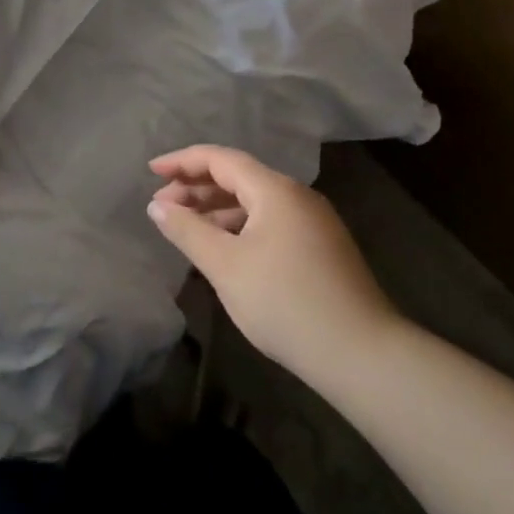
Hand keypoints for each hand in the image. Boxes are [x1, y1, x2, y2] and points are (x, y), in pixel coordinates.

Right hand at [147, 145, 402, 387]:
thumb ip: (188, 230)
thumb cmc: (285, 303)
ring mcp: (313, 222)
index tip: (151, 172)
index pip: (220, 159)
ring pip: (255, 202)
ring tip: (185, 227)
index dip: (182, 162)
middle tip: (161, 206)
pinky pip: (270, 222)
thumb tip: (157, 206)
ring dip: (216, 208)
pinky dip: (239, 226)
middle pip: (238, 177)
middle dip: (196, 187)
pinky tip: (222, 249)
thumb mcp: (226, 266)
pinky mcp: (321, 248)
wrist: (363, 355)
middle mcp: (297, 196)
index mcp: (275, 190)